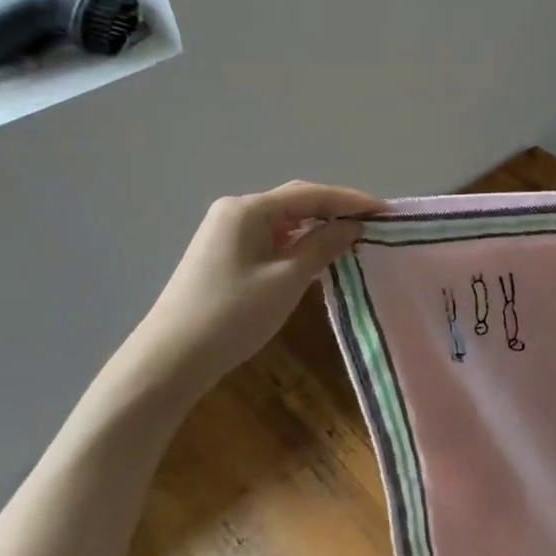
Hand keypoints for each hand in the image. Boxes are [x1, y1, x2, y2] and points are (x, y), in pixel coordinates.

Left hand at [122, 181, 387, 388]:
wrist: (169, 360)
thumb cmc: (232, 315)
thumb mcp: (287, 279)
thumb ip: (323, 246)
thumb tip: (352, 226)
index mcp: (248, 209)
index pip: (311, 195)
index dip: (352, 201)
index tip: (386, 211)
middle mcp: (236, 211)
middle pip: (297, 201)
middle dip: (336, 209)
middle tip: (373, 222)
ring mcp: (226, 232)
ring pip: (284, 219)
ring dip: (318, 225)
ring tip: (352, 236)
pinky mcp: (224, 253)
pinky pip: (272, 236)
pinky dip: (299, 241)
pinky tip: (317, 253)